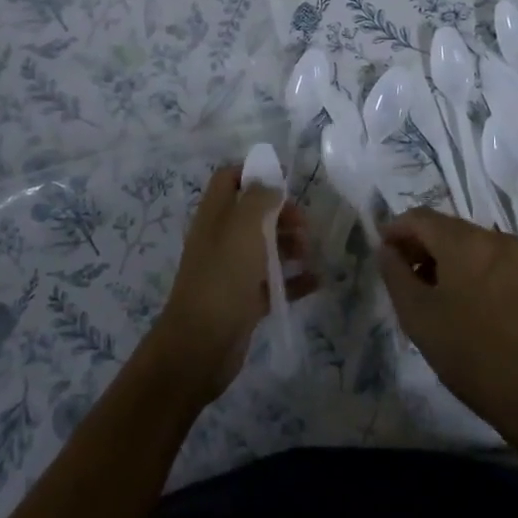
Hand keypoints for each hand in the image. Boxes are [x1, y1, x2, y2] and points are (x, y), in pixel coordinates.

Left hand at [146, 165, 316, 405]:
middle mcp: (221, 239)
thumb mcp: (242, 228)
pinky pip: (272, 283)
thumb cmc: (222, 277)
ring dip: (290, 245)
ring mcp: (232, 270)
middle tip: (305, 225)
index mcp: (214, 215)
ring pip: (264, 247)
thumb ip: (258, 199)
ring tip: (310, 253)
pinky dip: (294, 280)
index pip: (228, 180)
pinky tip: (316, 281)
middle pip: (253, 213)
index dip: (253, 173)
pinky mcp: (244, 300)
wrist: (201, 345)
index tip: (285, 180)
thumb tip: (270, 183)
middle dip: (281, 213)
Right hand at [377, 208, 517, 444]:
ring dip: (439, 257)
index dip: (394, 231)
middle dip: (417, 245)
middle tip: (399, 277)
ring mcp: (513, 255)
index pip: (419, 217)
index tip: (381, 255)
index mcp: (465, 241)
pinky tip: (453, 299)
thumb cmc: (468, 353)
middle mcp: (491, 237)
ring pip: (463, 242)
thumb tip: (386, 248)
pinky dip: (462, 266)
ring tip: (424, 292)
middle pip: (443, 226)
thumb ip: (394, 273)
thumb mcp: (417, 314)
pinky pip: (483, 257)